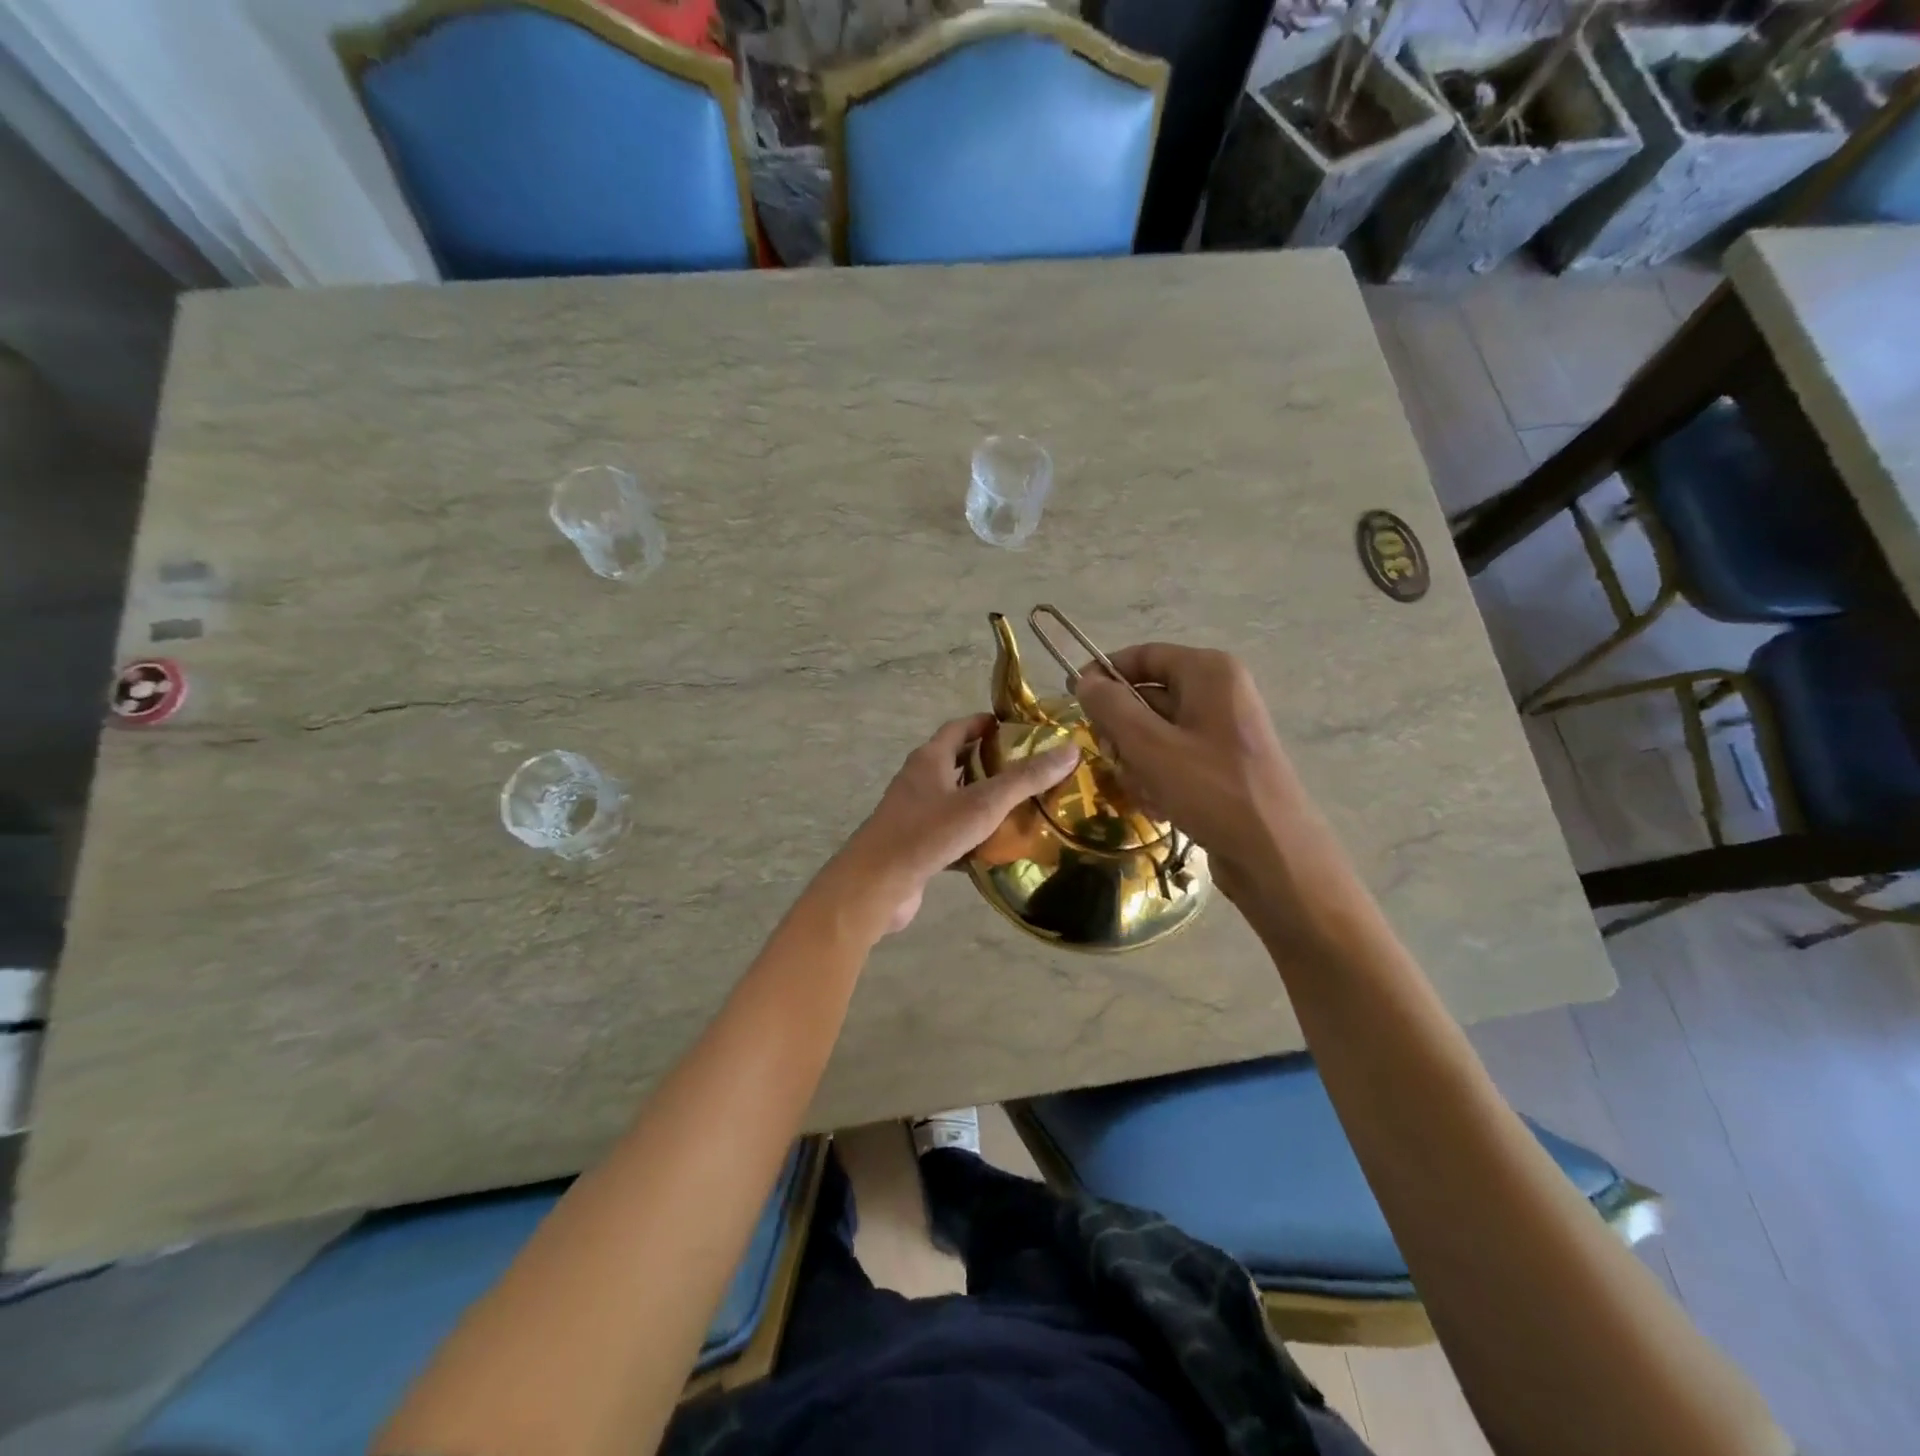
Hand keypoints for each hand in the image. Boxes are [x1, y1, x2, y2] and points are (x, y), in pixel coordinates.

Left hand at [828, 714, 1077, 936]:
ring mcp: (913, 814)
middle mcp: (918, 780)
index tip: (1016, 728)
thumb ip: (1025, 778)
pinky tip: (996, 846)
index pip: (959, 728)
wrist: (876, 885)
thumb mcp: (983, 803)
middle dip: (989, 762)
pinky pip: (949, 831)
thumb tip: (1069, 750)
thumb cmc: (927, 834)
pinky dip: (971, 834)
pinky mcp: (914, 845)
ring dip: (981, 799)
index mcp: (929, 759)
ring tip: (1021, 806)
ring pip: (953, 799)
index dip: (985, 724)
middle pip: (956, 762)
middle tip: (1028, 769)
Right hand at [1072, 644, 1309, 899]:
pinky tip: (1160, 806)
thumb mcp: (1150, 746)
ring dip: (1137, 763)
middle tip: (1114, 760)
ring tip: (1145, 792)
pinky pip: (1173, 758)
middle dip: (1122, 732)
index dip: (1103, 675)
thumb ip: (1111, 708)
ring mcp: (1222, 729)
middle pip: (1146, 696)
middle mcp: (1219, 691)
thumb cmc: (1212, 790)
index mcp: (1208, 671)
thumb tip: (1084, 681)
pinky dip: (1158, 779)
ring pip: (1154, 733)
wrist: (1274, 855)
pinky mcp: (1222, 763)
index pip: (1142, 656)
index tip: (1072, 701)